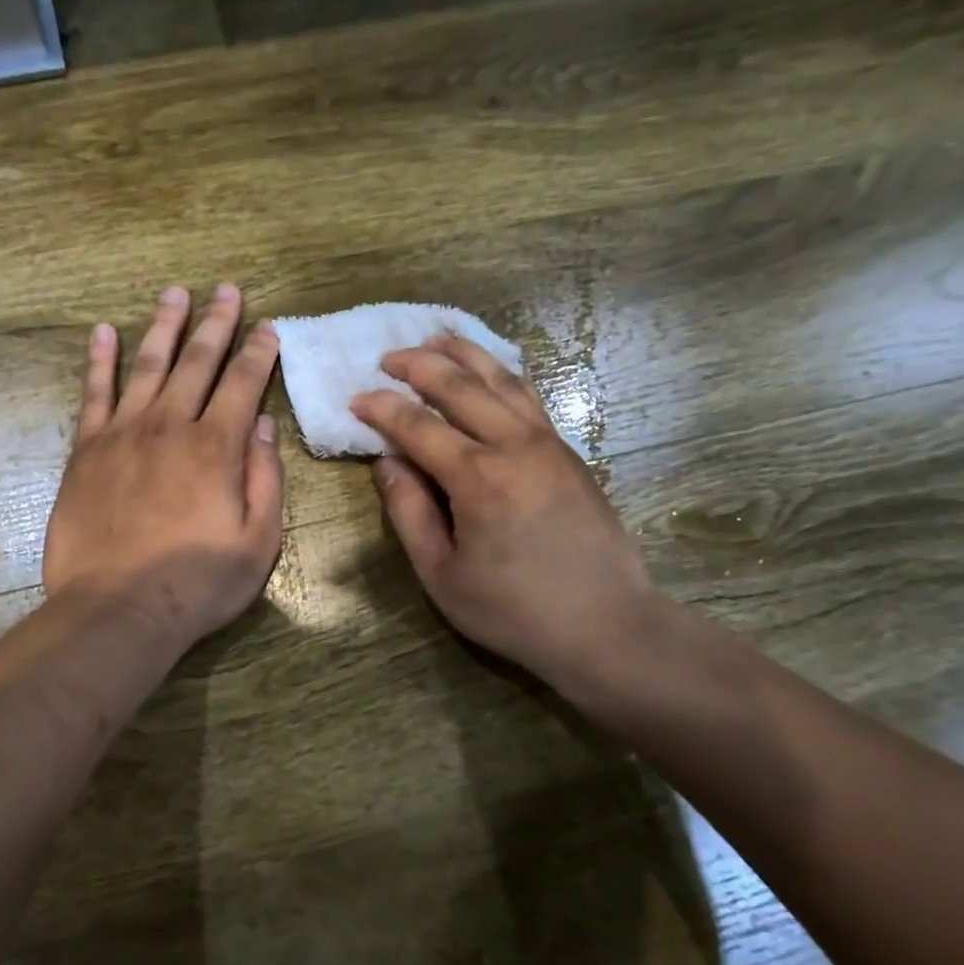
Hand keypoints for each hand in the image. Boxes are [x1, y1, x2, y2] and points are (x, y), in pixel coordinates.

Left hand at [44, 284, 283, 650]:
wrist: (117, 609)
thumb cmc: (197, 582)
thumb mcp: (258, 541)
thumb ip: (264, 478)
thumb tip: (262, 426)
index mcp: (217, 447)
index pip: (243, 384)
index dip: (258, 351)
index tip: (267, 325)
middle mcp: (171, 426)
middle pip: (197, 361)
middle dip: (216, 322)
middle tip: (226, 289)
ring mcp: (123, 433)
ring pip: (147, 365)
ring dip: (164, 327)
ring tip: (173, 293)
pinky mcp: (87, 450)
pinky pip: (93, 394)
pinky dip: (99, 361)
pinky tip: (103, 333)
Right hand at [351, 335, 673, 717]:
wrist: (607, 625)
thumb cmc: (514, 610)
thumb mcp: (442, 574)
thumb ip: (409, 512)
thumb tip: (387, 462)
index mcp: (478, 478)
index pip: (417, 425)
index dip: (381, 408)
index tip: (356, 399)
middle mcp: (514, 445)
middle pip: (460, 386)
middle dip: (418, 365)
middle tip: (387, 358)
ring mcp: (548, 442)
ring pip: (501, 378)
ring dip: (463, 353)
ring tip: (434, 338)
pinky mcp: (568, 450)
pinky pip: (529, 395)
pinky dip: (502, 372)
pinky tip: (489, 368)